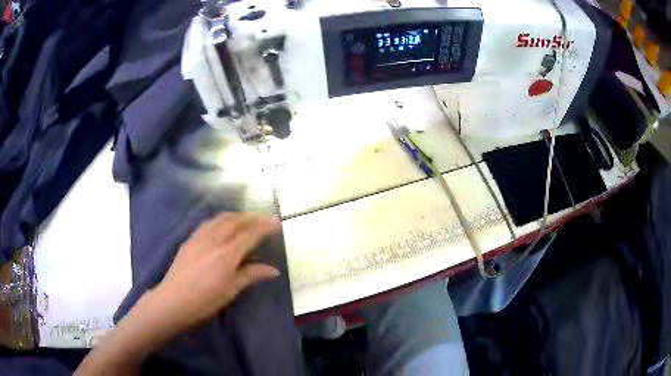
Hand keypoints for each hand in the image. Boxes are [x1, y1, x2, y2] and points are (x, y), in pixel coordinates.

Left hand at [151, 213, 281, 333]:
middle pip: (236, 220)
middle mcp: (214, 239)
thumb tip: (274, 270)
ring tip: (246, 219)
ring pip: (221, 218)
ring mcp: (199, 237)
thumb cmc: (205, 300)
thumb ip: (251, 275)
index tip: (277, 222)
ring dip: (236, 215)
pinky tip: (222, 225)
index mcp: (227, 254)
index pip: (250, 234)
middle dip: (252, 217)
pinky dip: (221, 219)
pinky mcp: (189, 239)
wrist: (173, 301)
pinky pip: (208, 222)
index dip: (265, 226)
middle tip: (264, 218)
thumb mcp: (231, 290)